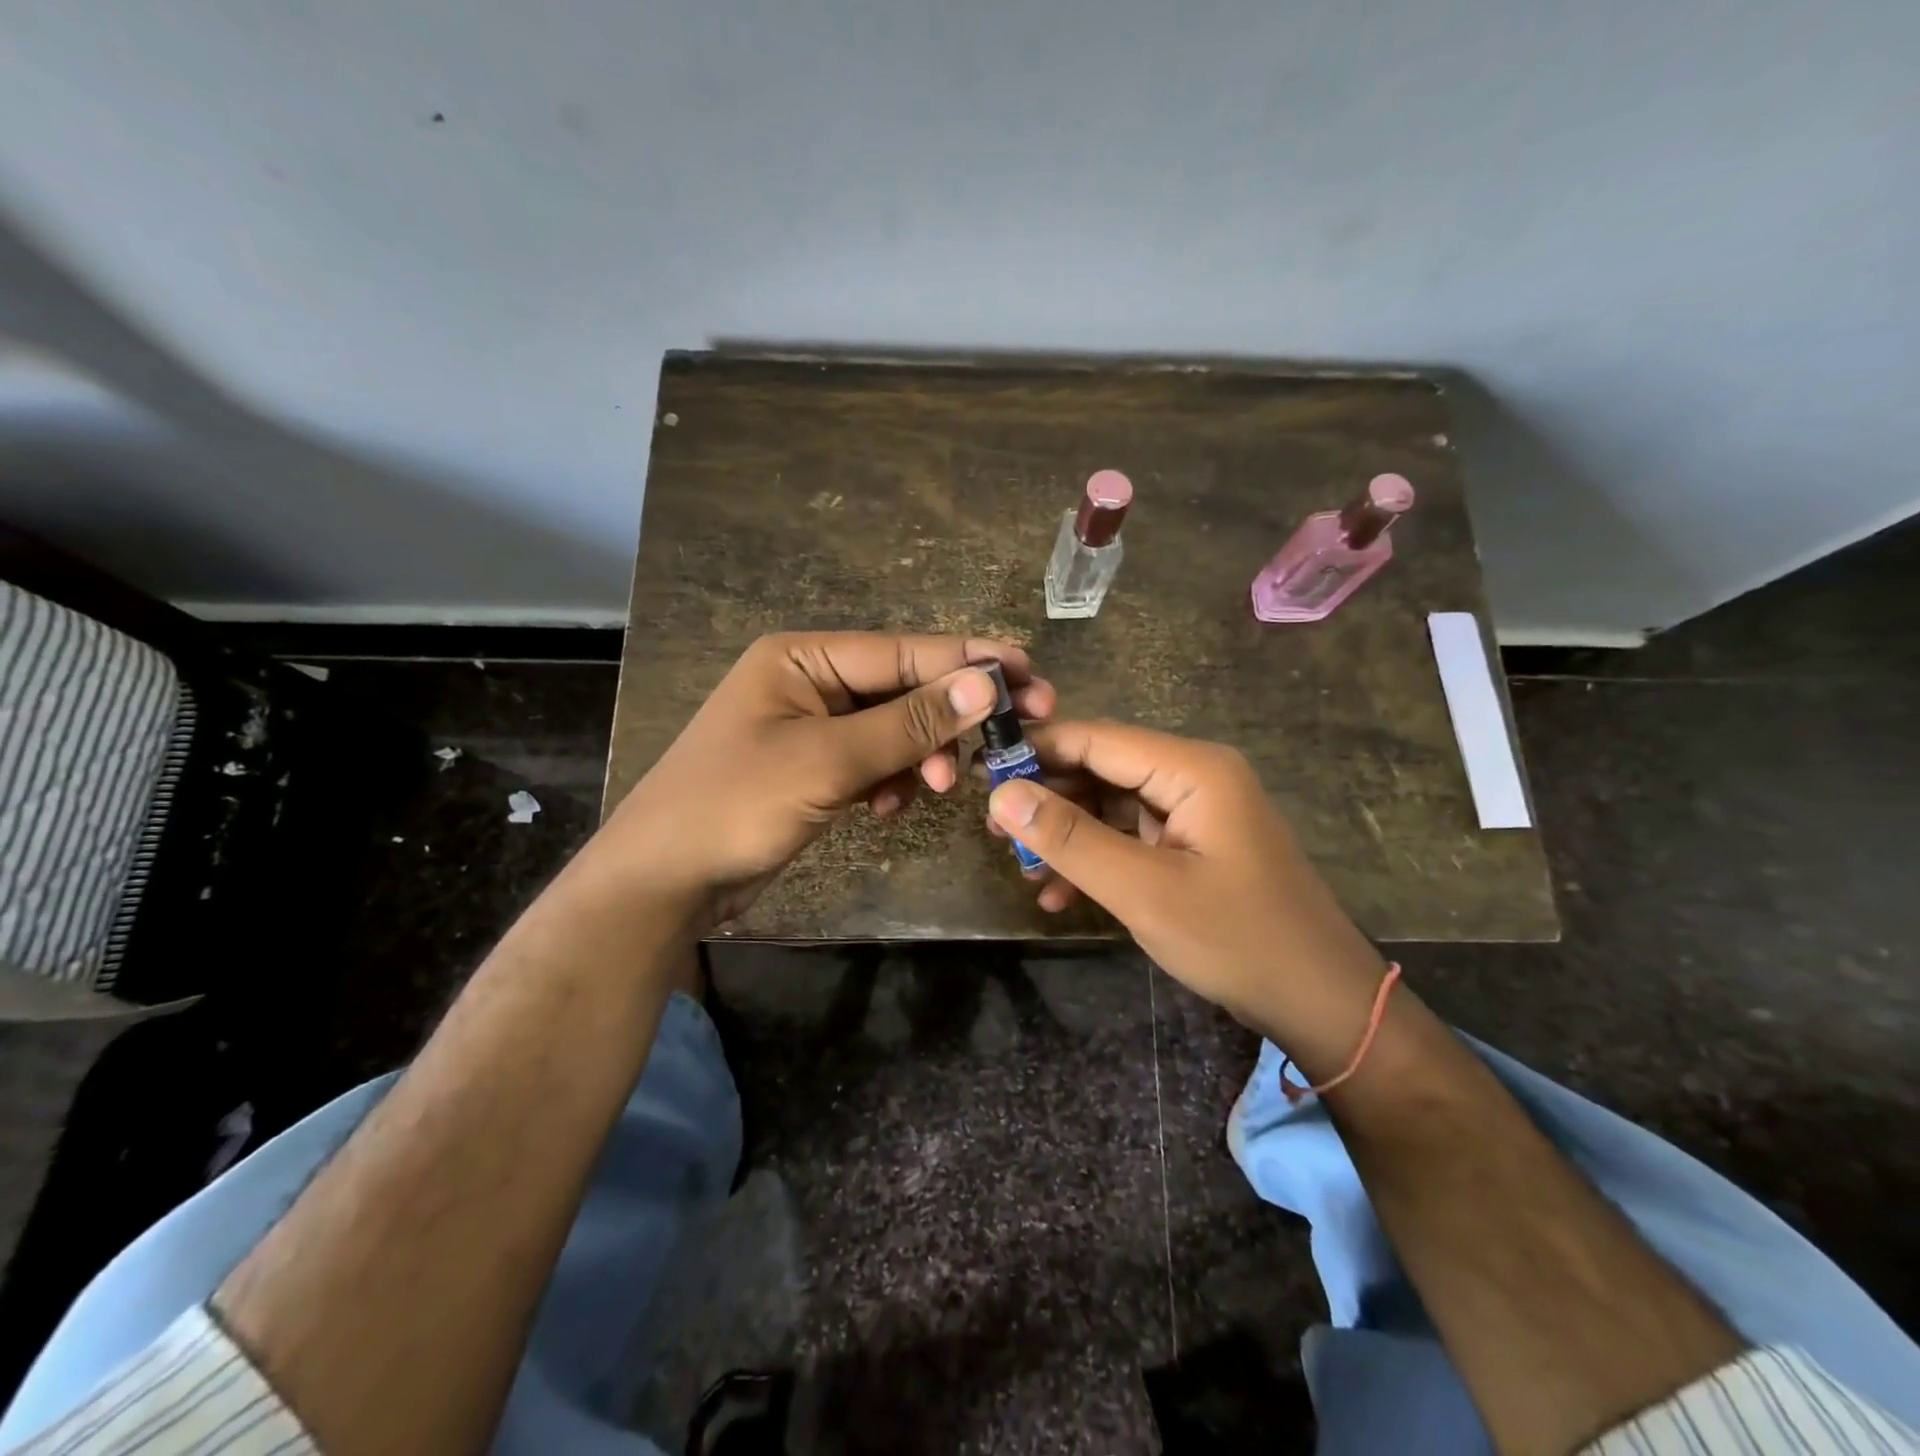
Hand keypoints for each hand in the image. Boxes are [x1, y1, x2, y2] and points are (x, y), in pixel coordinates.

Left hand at [600, 632, 1053, 927]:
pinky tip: (889, 807)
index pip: (903, 651)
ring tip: (936, 786)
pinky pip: (873, 762)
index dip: (968, 662)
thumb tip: (986, 685)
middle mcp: (810, 682)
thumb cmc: (735, 805)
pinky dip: (891, 781)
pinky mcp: (815, 769)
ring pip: (894, 730)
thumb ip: (909, 722)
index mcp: (803, 658)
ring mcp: (812, 728)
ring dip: (921, 755)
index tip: (1029, 672)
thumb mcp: (827, 760)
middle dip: (950, 717)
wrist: (664, 881)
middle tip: (1015, 734)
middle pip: (903, 688)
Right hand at [984, 721, 1385, 1062]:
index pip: (1096, 738)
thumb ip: (1070, 838)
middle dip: (1048, 799)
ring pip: (1111, 806)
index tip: (980, 772)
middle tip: (993, 832)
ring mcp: (1196, 812)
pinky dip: (1096, 860)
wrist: (1320, 1003)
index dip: (1036, 750)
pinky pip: (1131, 837)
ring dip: (1067, 836)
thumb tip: (1001, 794)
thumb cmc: (1236, 939)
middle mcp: (1194, 776)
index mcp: (1192, 768)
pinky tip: (1060, 895)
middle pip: (1102, 769)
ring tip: (1021, 869)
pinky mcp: (1194, 845)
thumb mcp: (1143, 890)